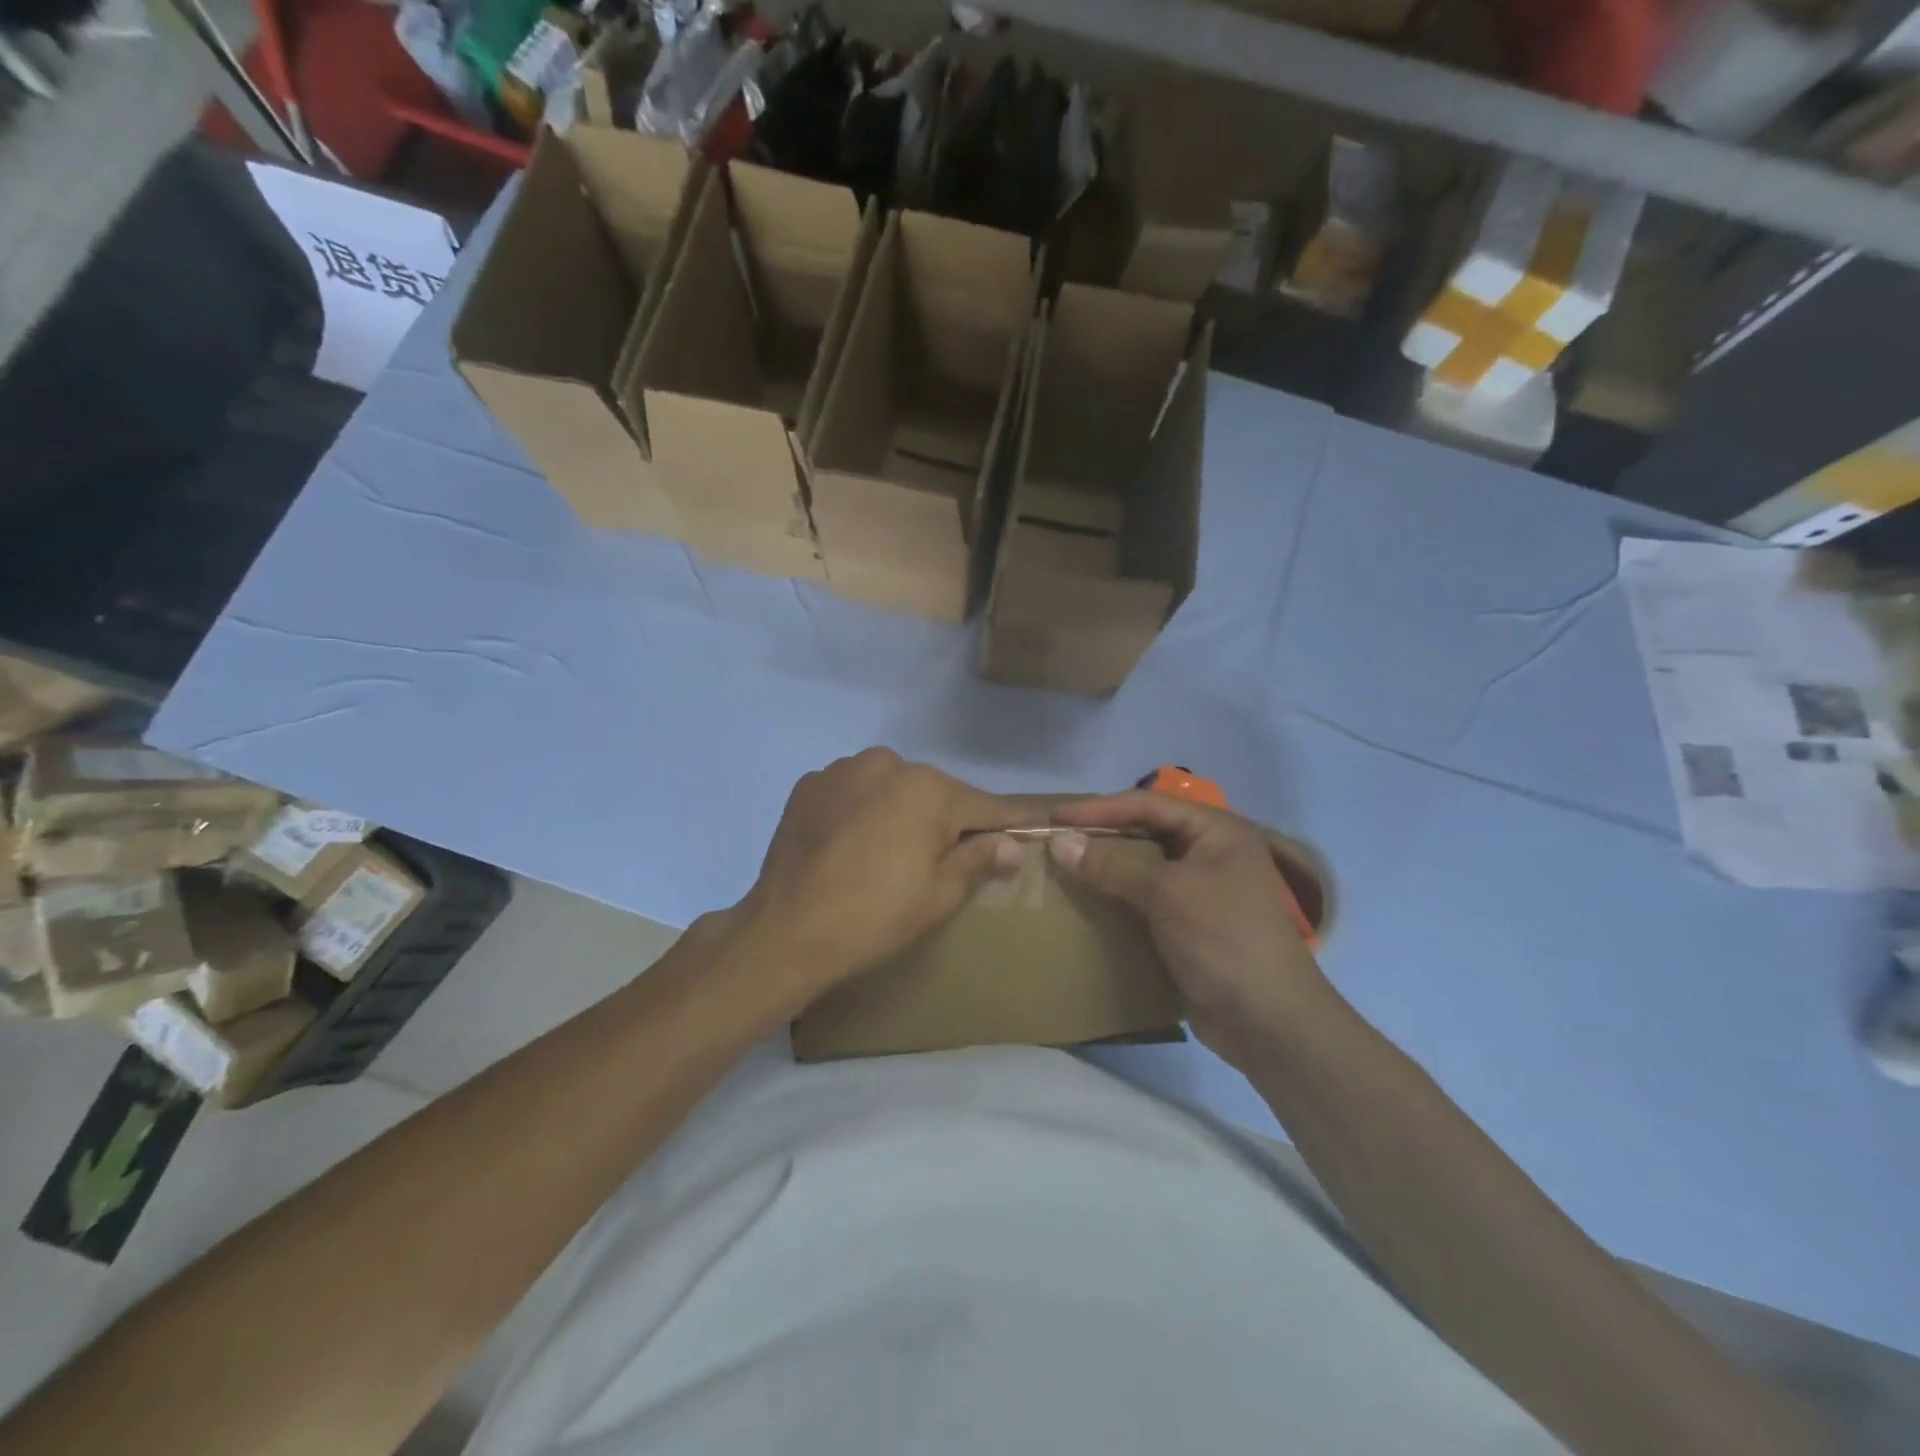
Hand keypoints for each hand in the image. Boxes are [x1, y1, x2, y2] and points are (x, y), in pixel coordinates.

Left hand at [738, 749, 1024, 1005]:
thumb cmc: (875, 916)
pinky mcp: (810, 784)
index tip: (1025, 831)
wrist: (786, 930)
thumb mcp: (940, 896)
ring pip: (893, 786)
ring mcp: (844, 769)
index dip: (1006, 823)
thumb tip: (1012, 843)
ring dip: (901, 810)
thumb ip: (980, 859)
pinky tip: (851, 843)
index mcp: (929, 789)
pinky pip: (854, 790)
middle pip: (936, 792)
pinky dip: (863, 809)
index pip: (984, 805)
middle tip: (943, 859)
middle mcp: (889, 763)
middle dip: (947, 820)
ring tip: (889, 852)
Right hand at [1047, 792, 1334, 1068]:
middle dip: (1101, 835)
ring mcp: (1202, 891)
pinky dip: (1118, 897)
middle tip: (1056, 840)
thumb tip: (1059, 843)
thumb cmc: (1223, 939)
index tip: (1055, 818)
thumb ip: (1112, 864)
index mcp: (1217, 831)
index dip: (1099, 808)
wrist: (1269, 1021)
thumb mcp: (1167, 893)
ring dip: (1106, 867)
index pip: (1148, 804)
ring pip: (1144, 866)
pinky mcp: (1190, 924)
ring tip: (1064, 868)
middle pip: (1146, 831)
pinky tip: (1089, 902)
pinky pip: (1146, 899)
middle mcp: (1211, 853)